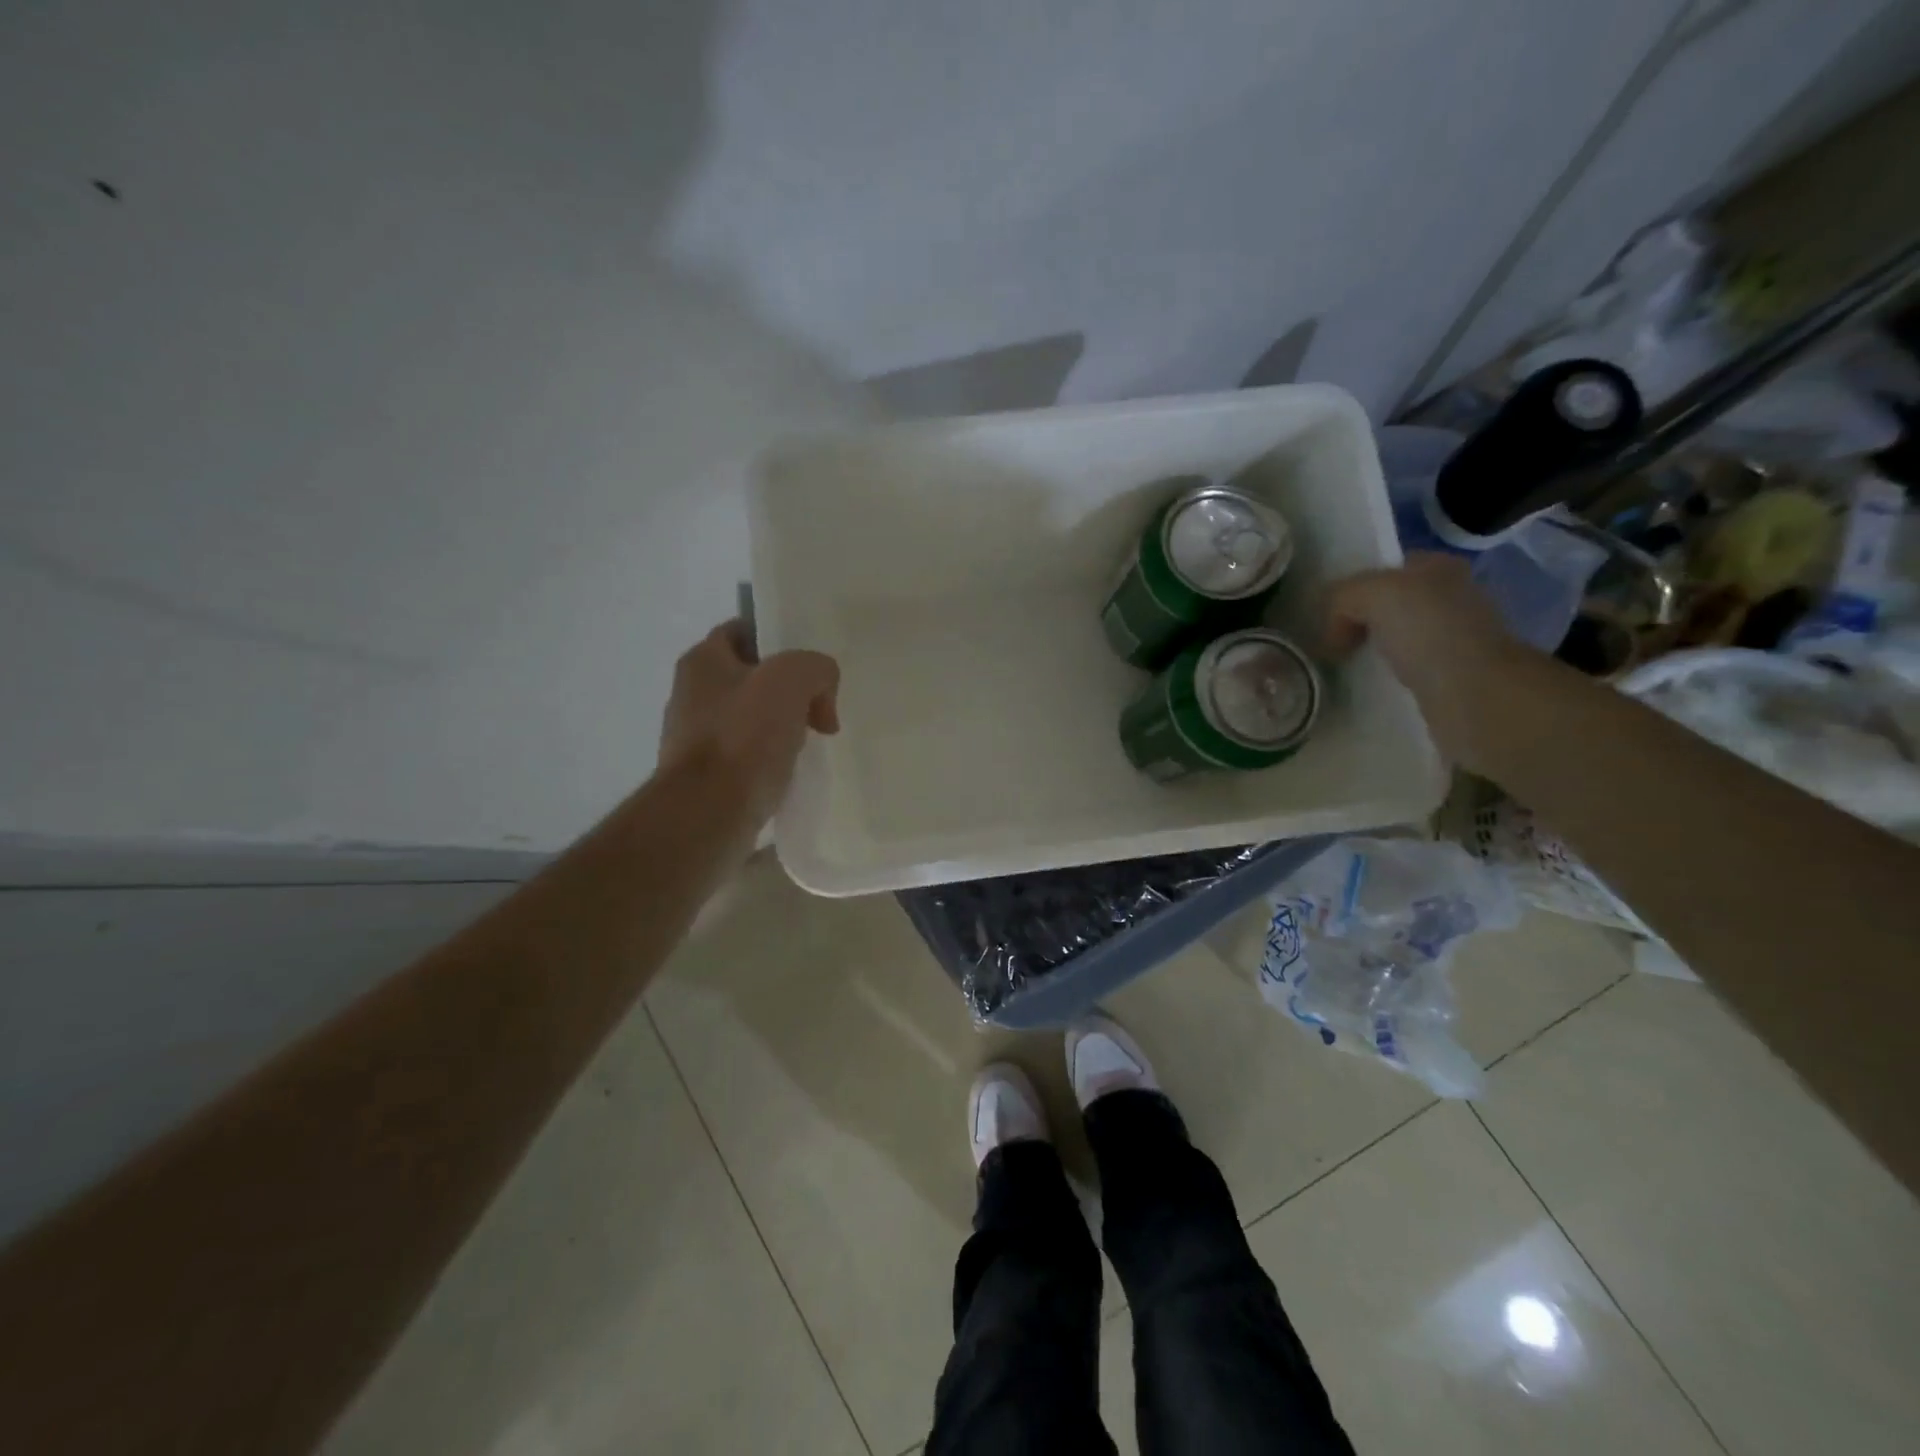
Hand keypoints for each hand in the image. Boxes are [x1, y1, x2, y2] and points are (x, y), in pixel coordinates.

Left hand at [658, 621, 840, 823]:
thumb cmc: (744, 736)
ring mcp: (693, 739)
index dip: (778, 640)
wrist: (709, 813)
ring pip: (750, 720)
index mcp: (701, 661)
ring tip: (809, 744)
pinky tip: (790, 773)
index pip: (742, 631)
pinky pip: (746, 758)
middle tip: (818, 709)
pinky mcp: (704, 778)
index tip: (809, 665)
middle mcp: (690, 695)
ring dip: (780, 729)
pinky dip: (769, 761)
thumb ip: (817, 669)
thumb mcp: (793, 679)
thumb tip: (821, 700)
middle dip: (787, 691)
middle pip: (750, 679)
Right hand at [1324, 553, 1531, 769]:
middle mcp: (1451, 598)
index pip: (1385, 568)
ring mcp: (1452, 640)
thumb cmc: (1430, 632)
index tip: (1325, 613)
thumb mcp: (1374, 593)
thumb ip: (1343, 596)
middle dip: (1358, 621)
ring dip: (1368, 651)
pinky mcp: (1448, 678)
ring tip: (1340, 667)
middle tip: (1327, 642)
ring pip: (1394, 639)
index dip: (1353, 586)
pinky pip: (1402, 670)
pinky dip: (1382, 677)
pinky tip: (1366, 686)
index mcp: (1440, 567)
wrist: (1476, 696)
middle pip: (1388, 604)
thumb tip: (1332, 630)